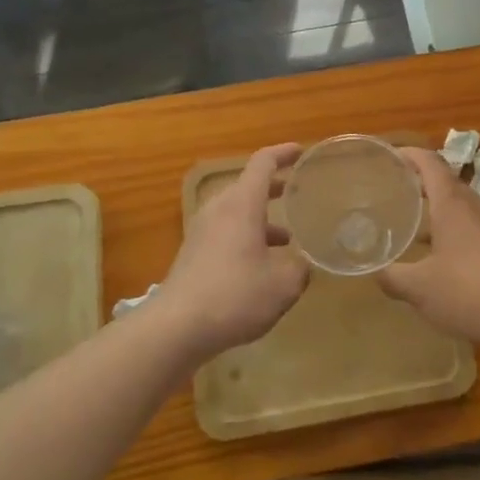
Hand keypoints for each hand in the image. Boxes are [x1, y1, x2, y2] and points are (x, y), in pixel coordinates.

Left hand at [159, 144, 308, 358]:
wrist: (176, 328)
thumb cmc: (235, 295)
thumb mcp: (283, 285)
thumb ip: (300, 268)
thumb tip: (304, 264)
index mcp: (242, 204)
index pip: (263, 163)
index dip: (283, 153)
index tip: (301, 151)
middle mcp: (219, 210)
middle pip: (248, 186)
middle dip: (274, 188)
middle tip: (298, 193)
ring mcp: (202, 232)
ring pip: (236, 212)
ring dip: (261, 218)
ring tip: (287, 237)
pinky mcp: (193, 254)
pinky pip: (225, 232)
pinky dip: (246, 237)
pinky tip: (261, 266)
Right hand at [380, 147, 479, 346]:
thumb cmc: (467, 291)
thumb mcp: (419, 287)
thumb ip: (393, 277)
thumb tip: (376, 272)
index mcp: (452, 203)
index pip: (430, 163)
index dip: (410, 155)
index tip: (389, 156)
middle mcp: (475, 206)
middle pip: (446, 183)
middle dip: (421, 183)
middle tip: (395, 191)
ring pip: (461, 207)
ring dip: (437, 210)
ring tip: (412, 224)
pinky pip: (473, 228)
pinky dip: (452, 232)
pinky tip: (440, 257)